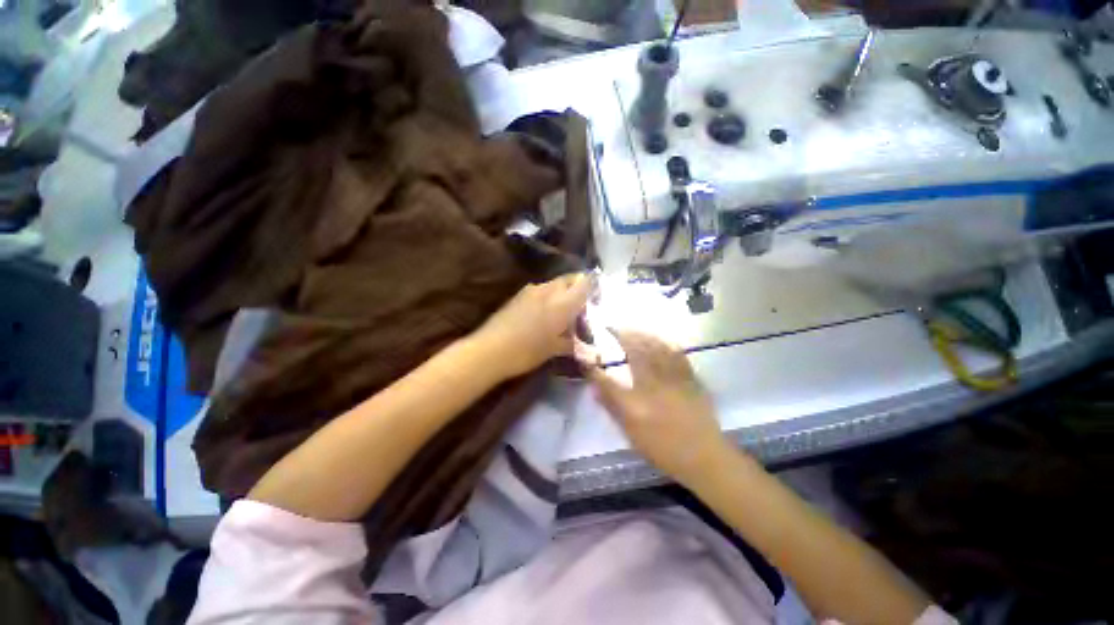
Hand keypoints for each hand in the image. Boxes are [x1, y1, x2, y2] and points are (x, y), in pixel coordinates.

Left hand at [471, 273, 593, 379]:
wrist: (490, 350)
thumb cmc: (528, 351)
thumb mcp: (554, 349)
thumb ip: (571, 342)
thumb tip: (582, 343)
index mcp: (563, 302)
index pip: (585, 282)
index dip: (594, 286)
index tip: (597, 297)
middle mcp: (548, 290)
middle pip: (569, 279)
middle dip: (577, 288)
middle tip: (581, 306)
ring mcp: (531, 290)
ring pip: (554, 284)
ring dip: (562, 293)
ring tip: (562, 312)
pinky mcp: (518, 295)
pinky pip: (540, 290)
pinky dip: (548, 297)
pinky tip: (544, 314)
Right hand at [588, 330, 729, 484]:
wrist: (705, 458)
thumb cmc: (664, 448)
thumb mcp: (632, 433)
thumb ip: (613, 407)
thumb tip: (595, 387)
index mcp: (637, 401)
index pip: (608, 379)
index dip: (596, 364)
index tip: (587, 352)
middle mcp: (654, 384)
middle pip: (636, 352)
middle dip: (623, 336)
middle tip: (613, 328)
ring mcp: (674, 378)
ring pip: (657, 348)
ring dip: (642, 335)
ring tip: (632, 328)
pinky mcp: (690, 379)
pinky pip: (676, 354)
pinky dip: (665, 343)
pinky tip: (661, 339)